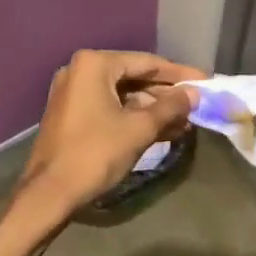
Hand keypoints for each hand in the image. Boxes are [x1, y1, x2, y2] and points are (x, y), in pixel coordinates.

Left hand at [16, 50, 203, 218]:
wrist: (49, 193)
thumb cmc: (96, 153)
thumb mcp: (139, 129)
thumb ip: (170, 107)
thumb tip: (195, 94)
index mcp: (94, 64)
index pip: (147, 62)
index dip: (179, 74)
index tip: (206, 81)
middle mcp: (80, 70)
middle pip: (134, 77)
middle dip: (166, 95)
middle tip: (198, 104)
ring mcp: (73, 93)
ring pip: (123, 95)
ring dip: (153, 109)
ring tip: (186, 123)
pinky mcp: (72, 114)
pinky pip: (110, 108)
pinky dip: (134, 118)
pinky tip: (163, 131)